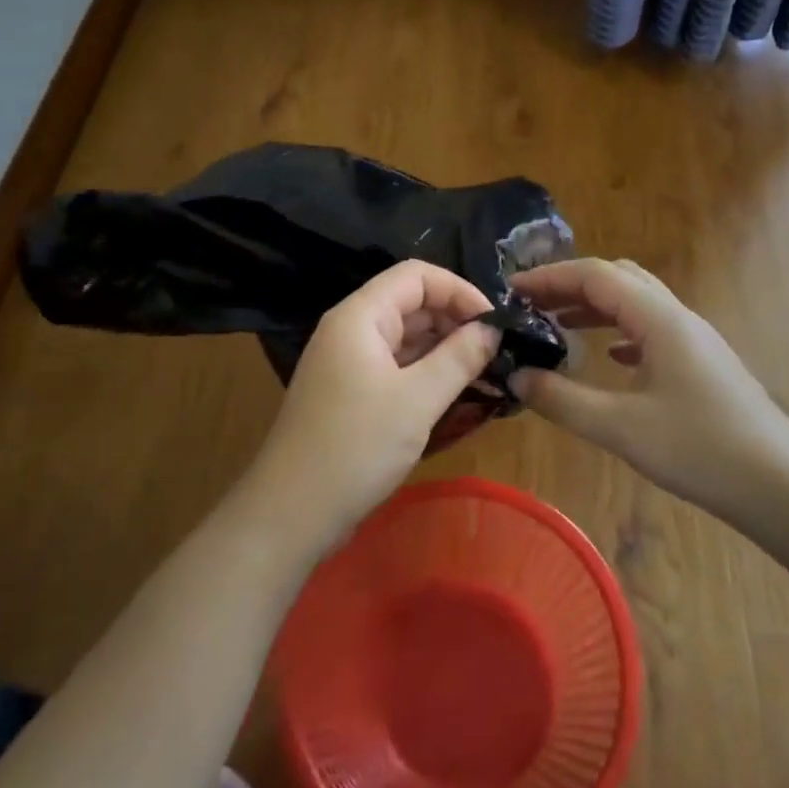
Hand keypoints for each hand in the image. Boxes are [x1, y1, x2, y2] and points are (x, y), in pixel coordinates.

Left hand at [247, 260, 498, 551]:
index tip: (495, 321)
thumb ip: (460, 357)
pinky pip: (394, 366)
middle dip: (455, 319)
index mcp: (360, 316)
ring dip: (443, 348)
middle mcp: (350, 329)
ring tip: (485, 370)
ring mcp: (347, 362)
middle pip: (410, 303)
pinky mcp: (349, 392)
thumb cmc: (356, 447)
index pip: (416, 275)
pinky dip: (425, 372)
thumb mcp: (418, 400)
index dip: (459, 289)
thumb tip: (493, 328)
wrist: (291, 512)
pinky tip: (454, 391)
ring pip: (404, 337)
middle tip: (496, 350)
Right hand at [508, 258, 788, 518]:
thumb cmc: (700, 450)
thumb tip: (516, 377)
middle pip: (618, 278)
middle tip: (532, 306)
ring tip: (557, 325)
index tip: (511, 291)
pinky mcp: (702, 363)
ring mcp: (694, 339)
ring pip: (636, 302)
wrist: (781, 485)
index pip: (595, 275)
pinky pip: (652, 329)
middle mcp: (677, 317)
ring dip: (595, 306)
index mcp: (658, 319)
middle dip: (570, 285)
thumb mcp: (620, 428)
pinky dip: (620, 331)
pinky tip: (609, 357)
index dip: (549, 277)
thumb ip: (562, 400)